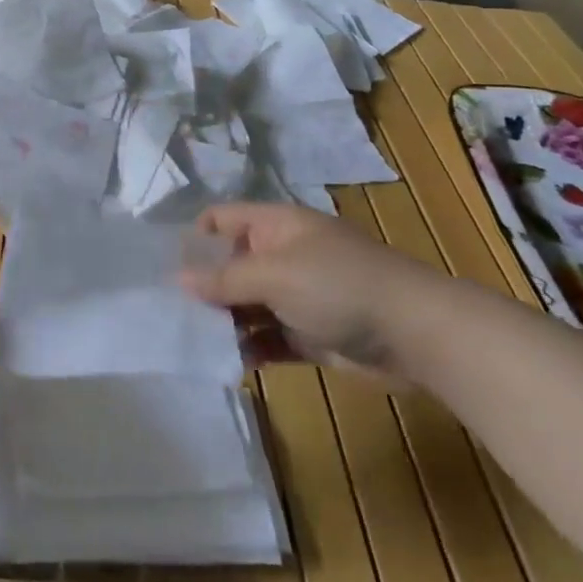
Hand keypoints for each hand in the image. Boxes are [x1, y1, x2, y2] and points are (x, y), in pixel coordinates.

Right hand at [180, 203, 451, 373]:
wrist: (416, 334)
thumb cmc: (339, 286)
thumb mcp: (275, 274)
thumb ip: (224, 278)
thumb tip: (178, 279)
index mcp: (275, 226)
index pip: (221, 219)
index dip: (194, 238)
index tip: (166, 268)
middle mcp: (282, 255)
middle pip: (230, 264)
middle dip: (204, 287)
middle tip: (170, 313)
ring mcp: (297, 295)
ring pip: (247, 304)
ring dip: (224, 322)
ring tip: (193, 342)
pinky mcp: (309, 333)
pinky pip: (268, 337)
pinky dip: (250, 347)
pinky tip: (229, 362)